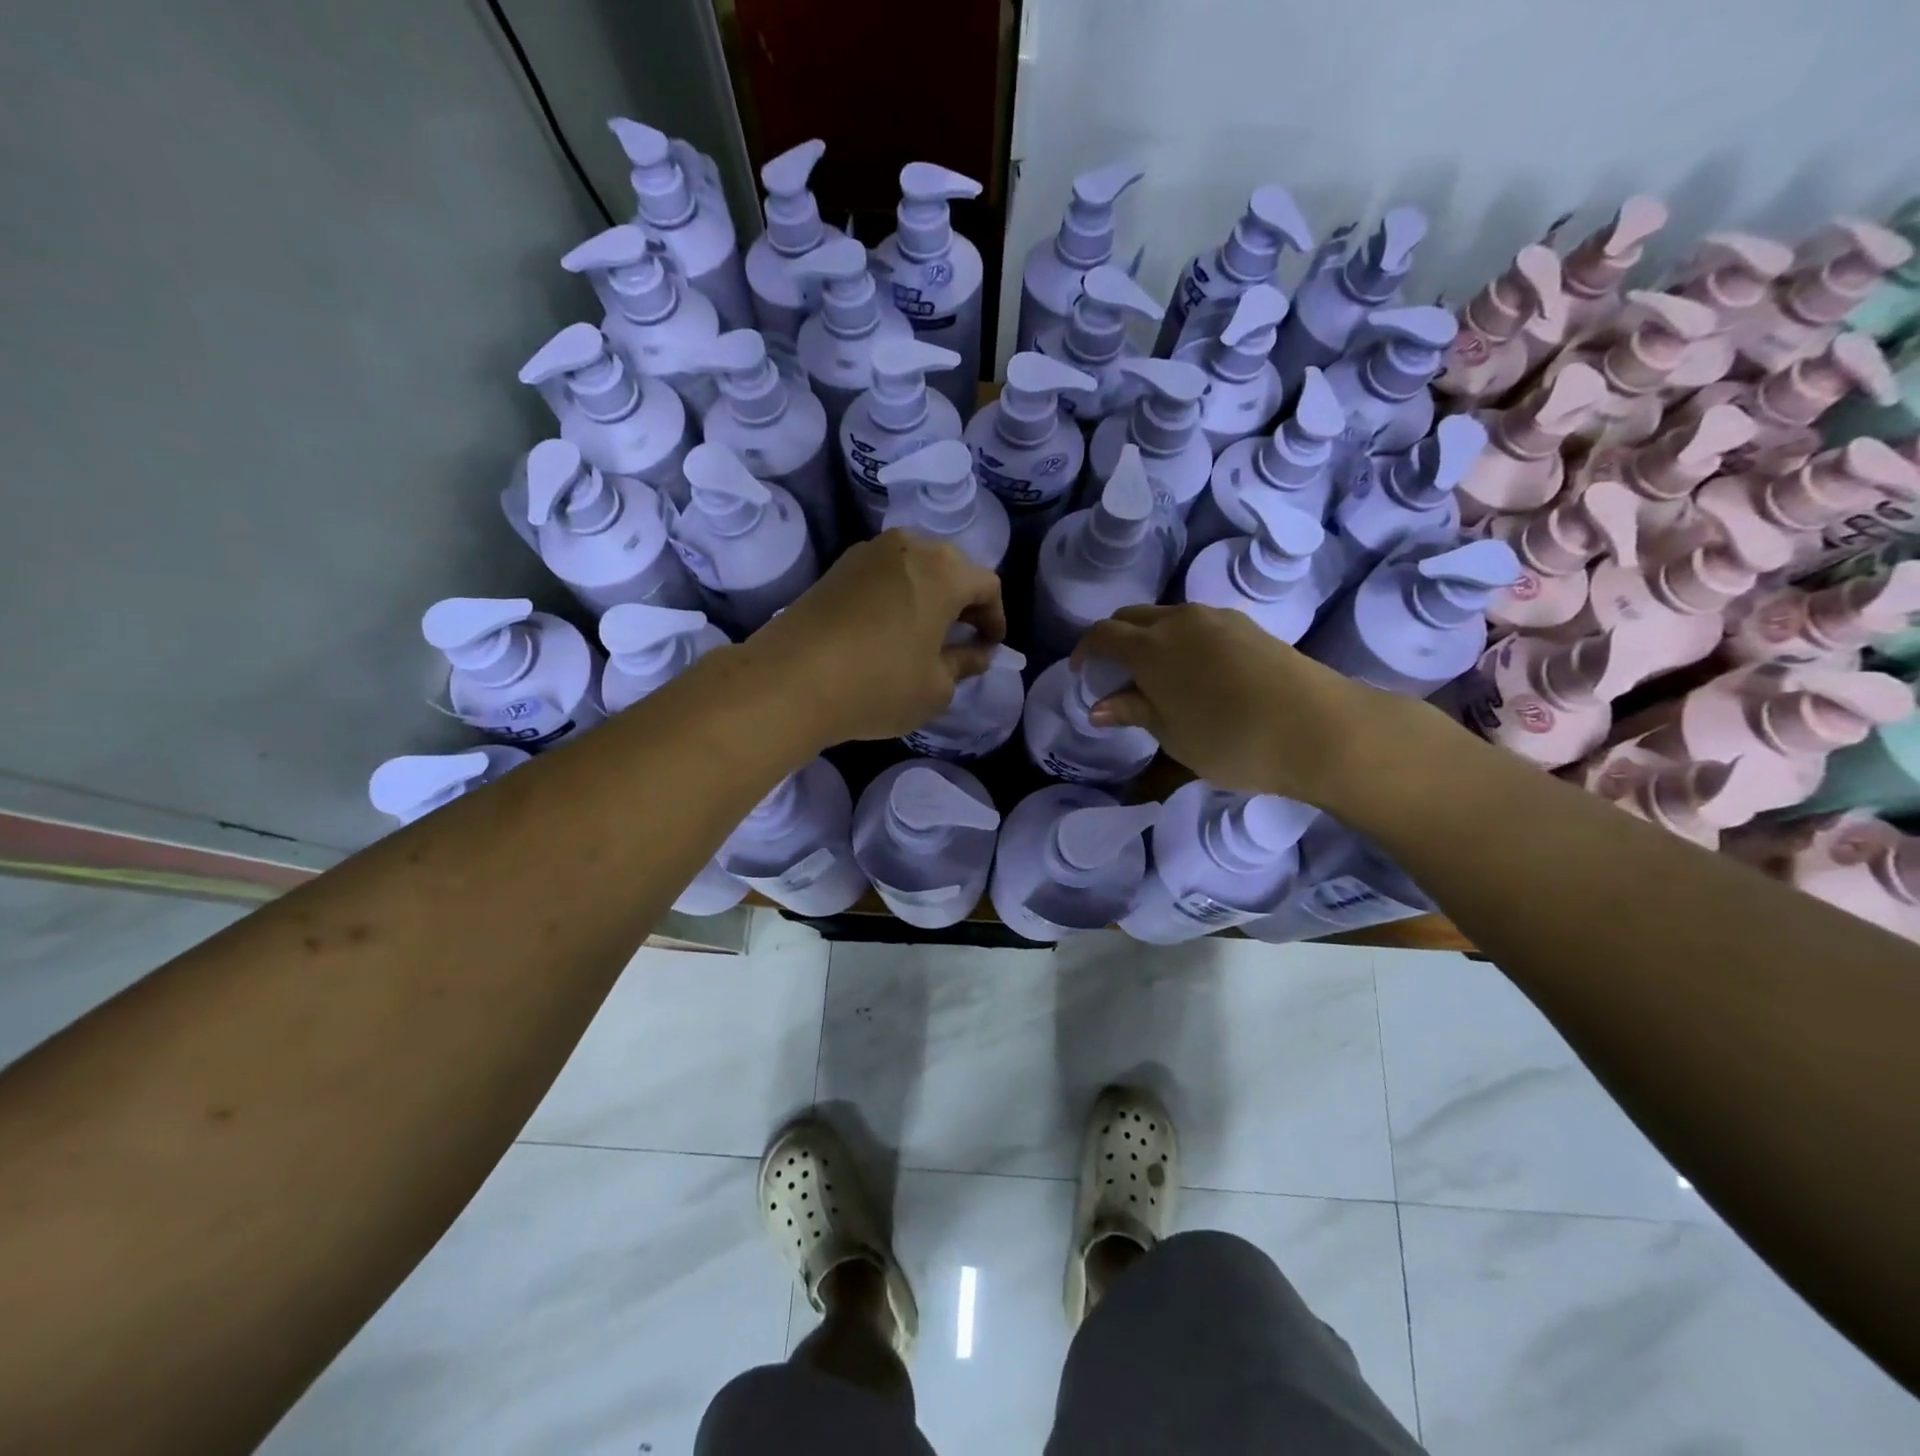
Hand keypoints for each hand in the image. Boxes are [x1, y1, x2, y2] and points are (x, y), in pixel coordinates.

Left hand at [746, 530, 1006, 746]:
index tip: (989, 648)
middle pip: (952, 568)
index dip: (995, 619)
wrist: (789, 680)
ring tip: (924, 635)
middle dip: (963, 603)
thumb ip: (965, 664)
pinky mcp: (837, 567)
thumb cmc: (878, 684)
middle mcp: (909, 546)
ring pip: (915, 568)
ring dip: (928, 596)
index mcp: (944, 570)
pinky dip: (897, 596)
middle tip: (962, 639)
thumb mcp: (936, 687)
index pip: (987, 586)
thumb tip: (976, 653)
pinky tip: (888, 630)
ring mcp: (868, 552)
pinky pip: (883, 575)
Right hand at [1074, 604, 1452, 807]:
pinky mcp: (1247, 626)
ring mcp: (1217, 619)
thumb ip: (1134, 713)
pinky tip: (1194, 672)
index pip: (1102, 635)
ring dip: (1149, 639)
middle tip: (1114, 675)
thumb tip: (1099, 706)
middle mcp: (1180, 621)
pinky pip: (1197, 624)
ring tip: (1155, 677)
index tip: (1081, 673)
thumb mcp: (1173, 735)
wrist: (1319, 728)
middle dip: (1115, 640)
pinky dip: (1180, 640)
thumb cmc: (1231, 740)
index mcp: (1151, 647)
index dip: (1085, 651)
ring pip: (1167, 617)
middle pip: (1132, 617)